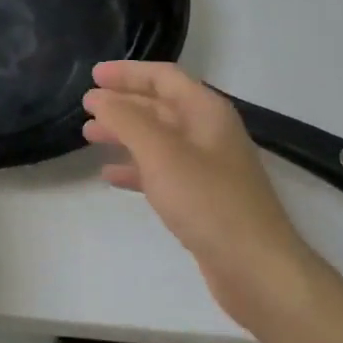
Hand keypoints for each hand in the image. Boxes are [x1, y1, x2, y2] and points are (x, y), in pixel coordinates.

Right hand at [83, 61, 313, 335]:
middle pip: (160, 106)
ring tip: (89, 136)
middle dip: (123, 103)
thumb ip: (127, 120)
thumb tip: (98, 97)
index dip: (128, 73)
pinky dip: (136, 169)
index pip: (164, 77)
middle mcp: (209, 133)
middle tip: (86, 107)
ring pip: (158, 139)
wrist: (256, 269)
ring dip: (125, 134)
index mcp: (207, 112)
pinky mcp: (202, 200)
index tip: (93, 75)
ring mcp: (208, 168)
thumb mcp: (161, 154)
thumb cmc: (208, 202)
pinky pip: (162, 172)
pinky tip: (111, 176)